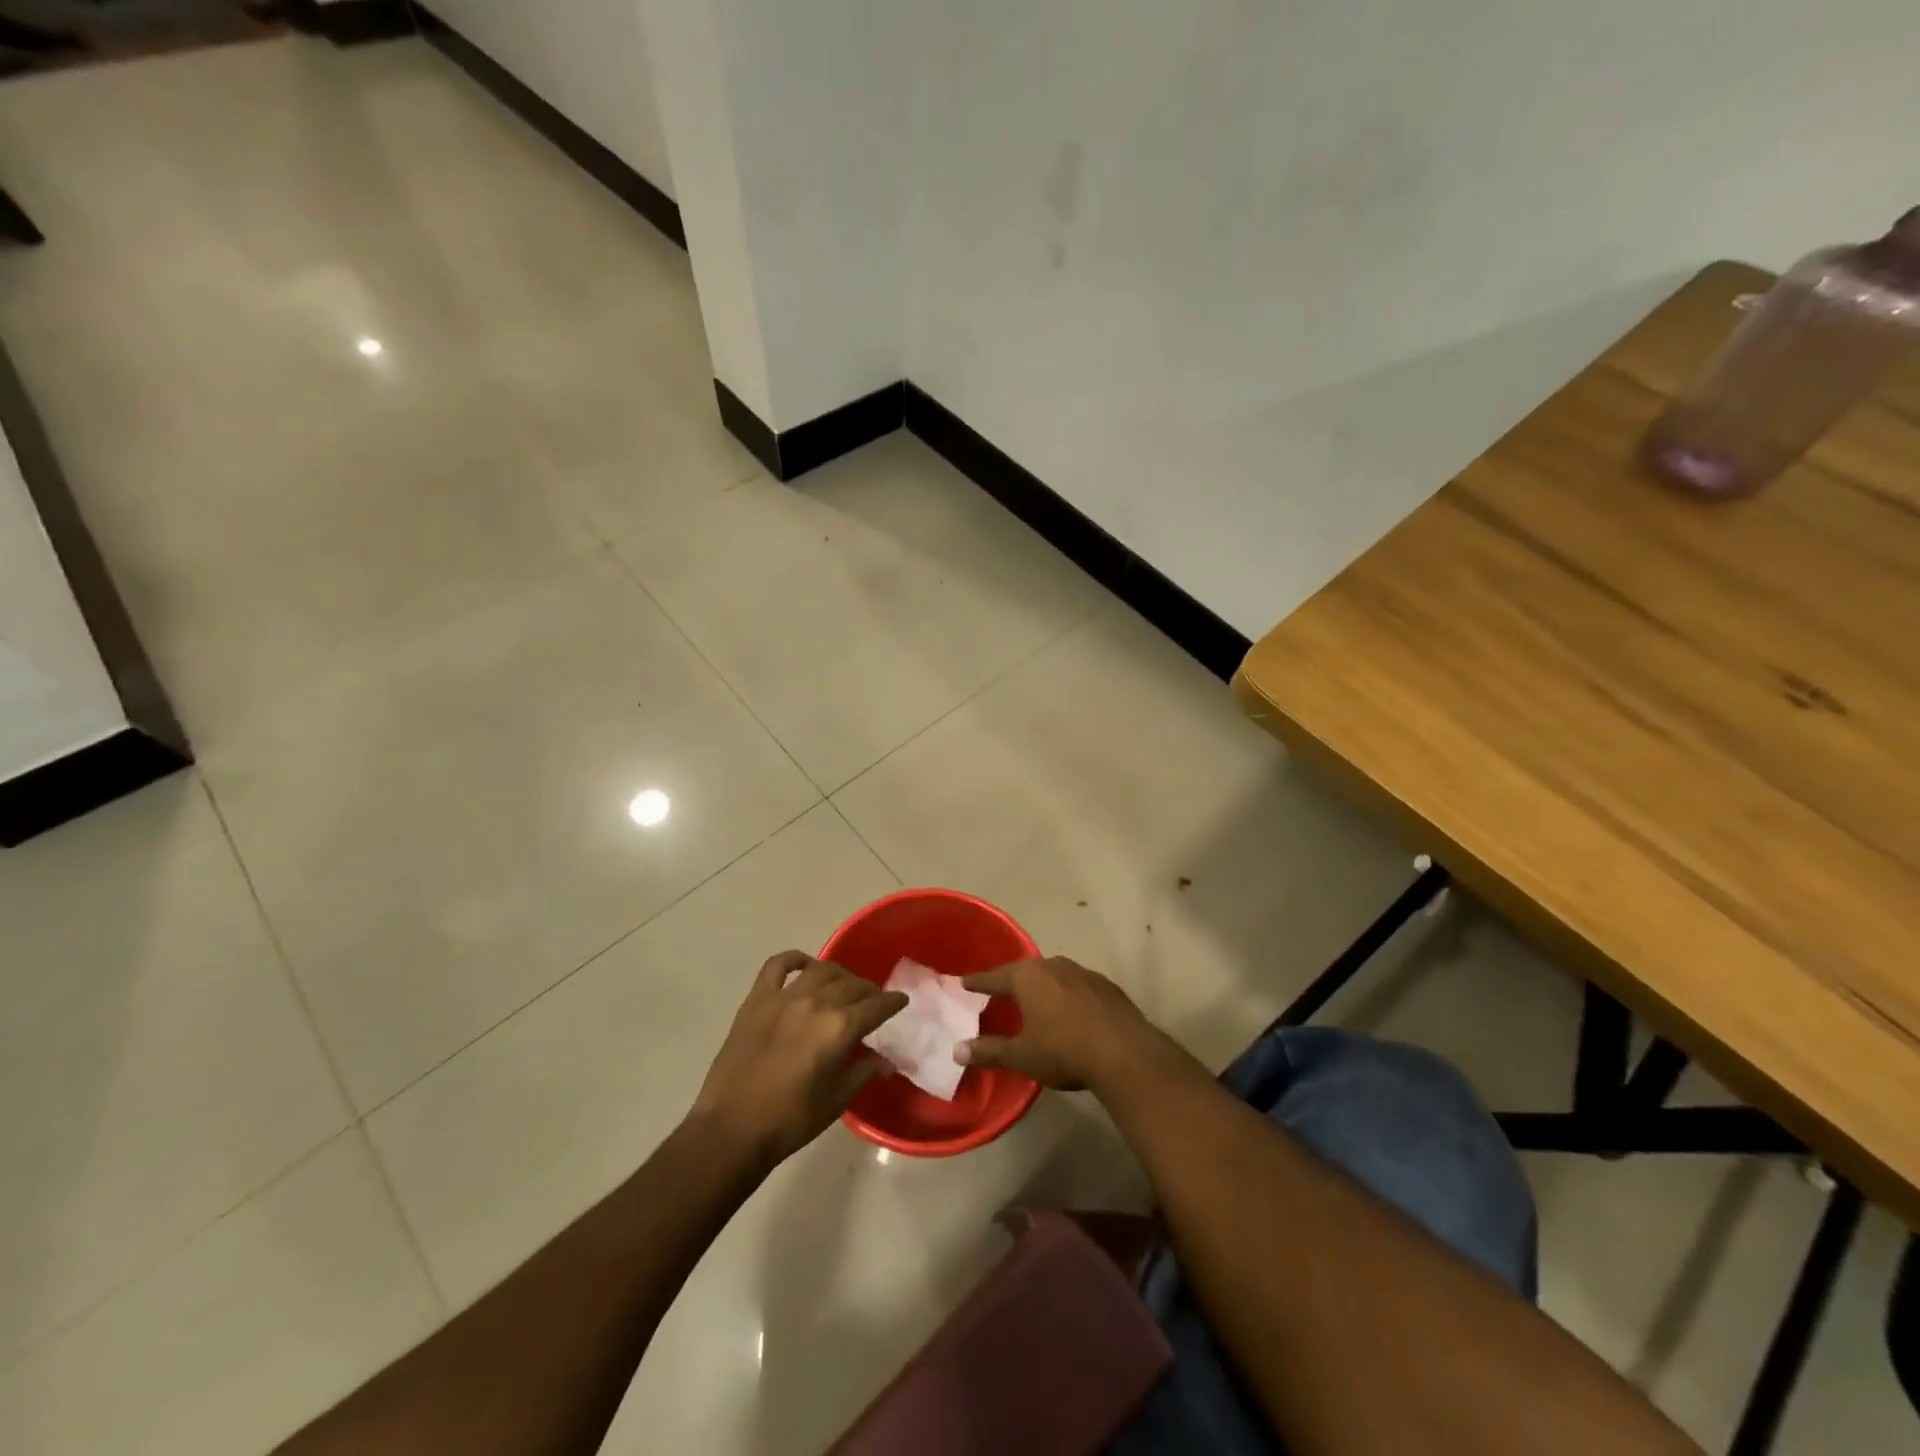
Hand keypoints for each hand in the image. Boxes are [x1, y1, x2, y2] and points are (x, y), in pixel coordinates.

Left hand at [690, 951, 906, 1166]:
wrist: (731, 1129)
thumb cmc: (790, 1120)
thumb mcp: (836, 1101)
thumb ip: (863, 1073)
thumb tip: (885, 1061)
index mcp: (839, 1028)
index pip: (876, 1005)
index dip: (893, 1002)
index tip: (901, 1001)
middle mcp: (816, 1002)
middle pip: (852, 985)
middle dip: (868, 991)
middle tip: (872, 1002)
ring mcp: (784, 997)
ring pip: (822, 970)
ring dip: (839, 975)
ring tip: (843, 986)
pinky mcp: (757, 999)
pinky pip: (778, 965)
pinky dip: (795, 959)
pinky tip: (805, 965)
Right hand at [955, 956, 1161, 1091]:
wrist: (1125, 1053)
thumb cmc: (1063, 1050)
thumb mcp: (1022, 1056)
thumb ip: (989, 1051)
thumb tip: (957, 1051)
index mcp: (1027, 977)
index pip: (994, 977)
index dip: (978, 982)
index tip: (964, 982)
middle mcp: (1053, 966)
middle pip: (1025, 972)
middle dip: (1011, 982)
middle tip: (999, 992)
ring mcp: (1083, 972)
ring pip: (1053, 976)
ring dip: (1043, 987)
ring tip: (1034, 1001)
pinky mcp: (1106, 986)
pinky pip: (1077, 986)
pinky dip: (1067, 996)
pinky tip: (1070, 1013)